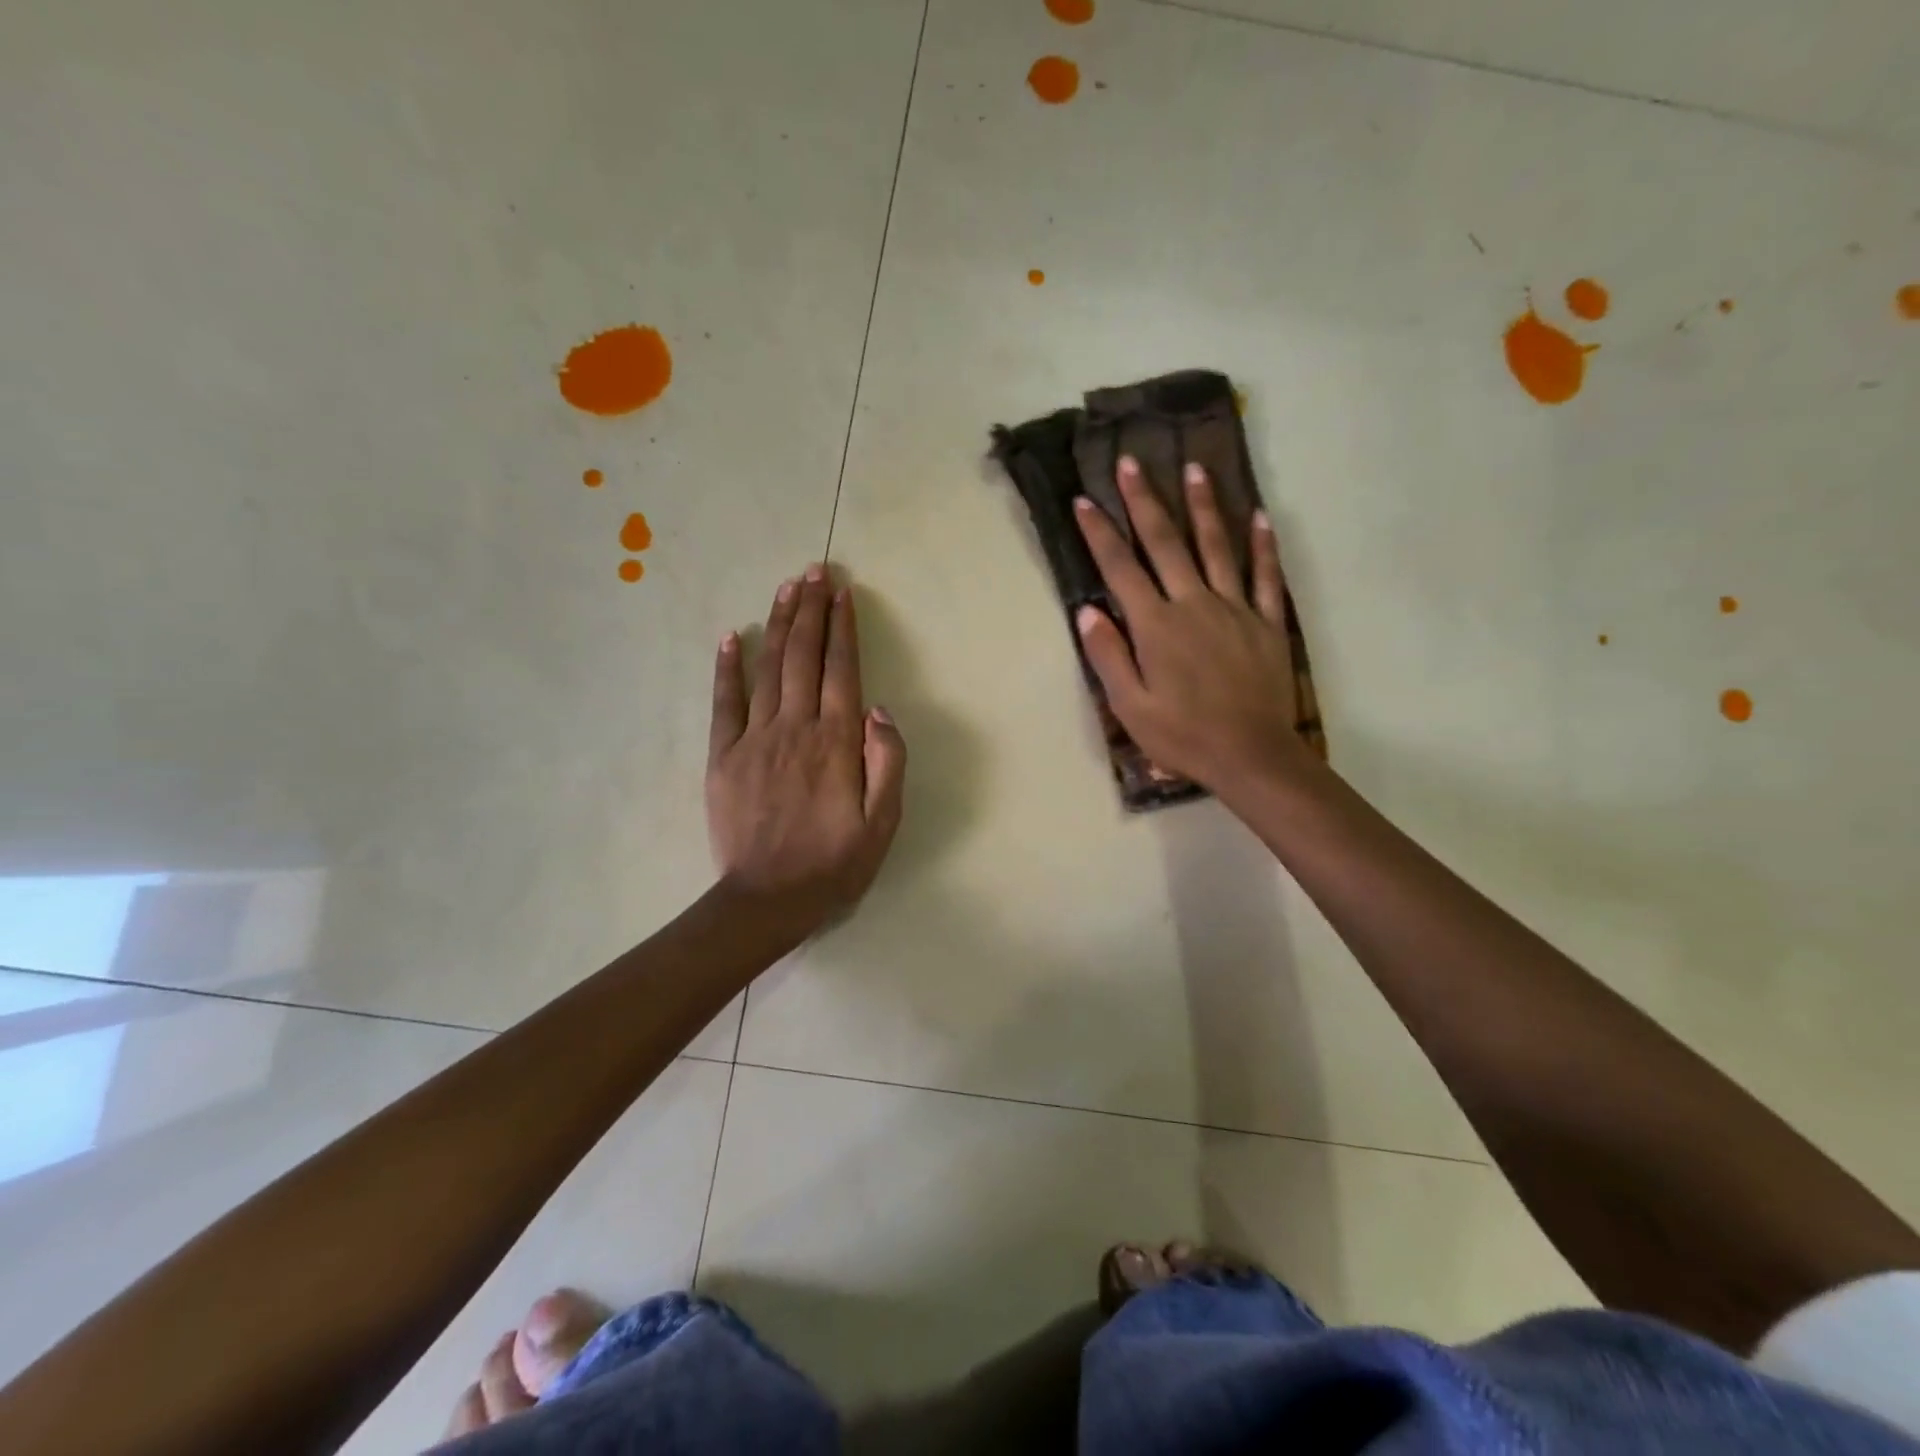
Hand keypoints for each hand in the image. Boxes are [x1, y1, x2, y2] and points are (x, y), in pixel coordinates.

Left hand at [706, 565, 906, 925]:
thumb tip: (881, 709)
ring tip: (787, 588)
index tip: (843, 592)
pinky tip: (732, 637)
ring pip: (769, 669)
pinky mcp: (724, 756)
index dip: (843, 628)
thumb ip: (888, 763)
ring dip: (779, 624)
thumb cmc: (834, 863)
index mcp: (836, 742)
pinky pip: (725, 703)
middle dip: (811, 610)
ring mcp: (755, 739)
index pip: (841, 670)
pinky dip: (728, 668)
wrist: (768, 898)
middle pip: (804, 657)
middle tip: (814, 571)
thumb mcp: (883, 823)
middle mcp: (796, 728)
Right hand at [1073, 457, 1308, 795]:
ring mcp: (1235, 609)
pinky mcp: (1267, 623)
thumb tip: (1088, 612)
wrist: (1251, 756)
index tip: (1083, 501)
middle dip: (1145, 501)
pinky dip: (1263, 546)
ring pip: (1217, 547)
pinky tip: (1261, 517)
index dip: (1099, 533)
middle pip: (1166, 544)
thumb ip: (1109, 656)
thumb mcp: (1130, 706)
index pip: (1121, 569)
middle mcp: (1194, 604)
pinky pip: (1266, 576)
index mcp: (1156, 626)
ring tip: (1195, 469)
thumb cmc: (1183, 736)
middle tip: (1133, 463)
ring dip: (1204, 507)